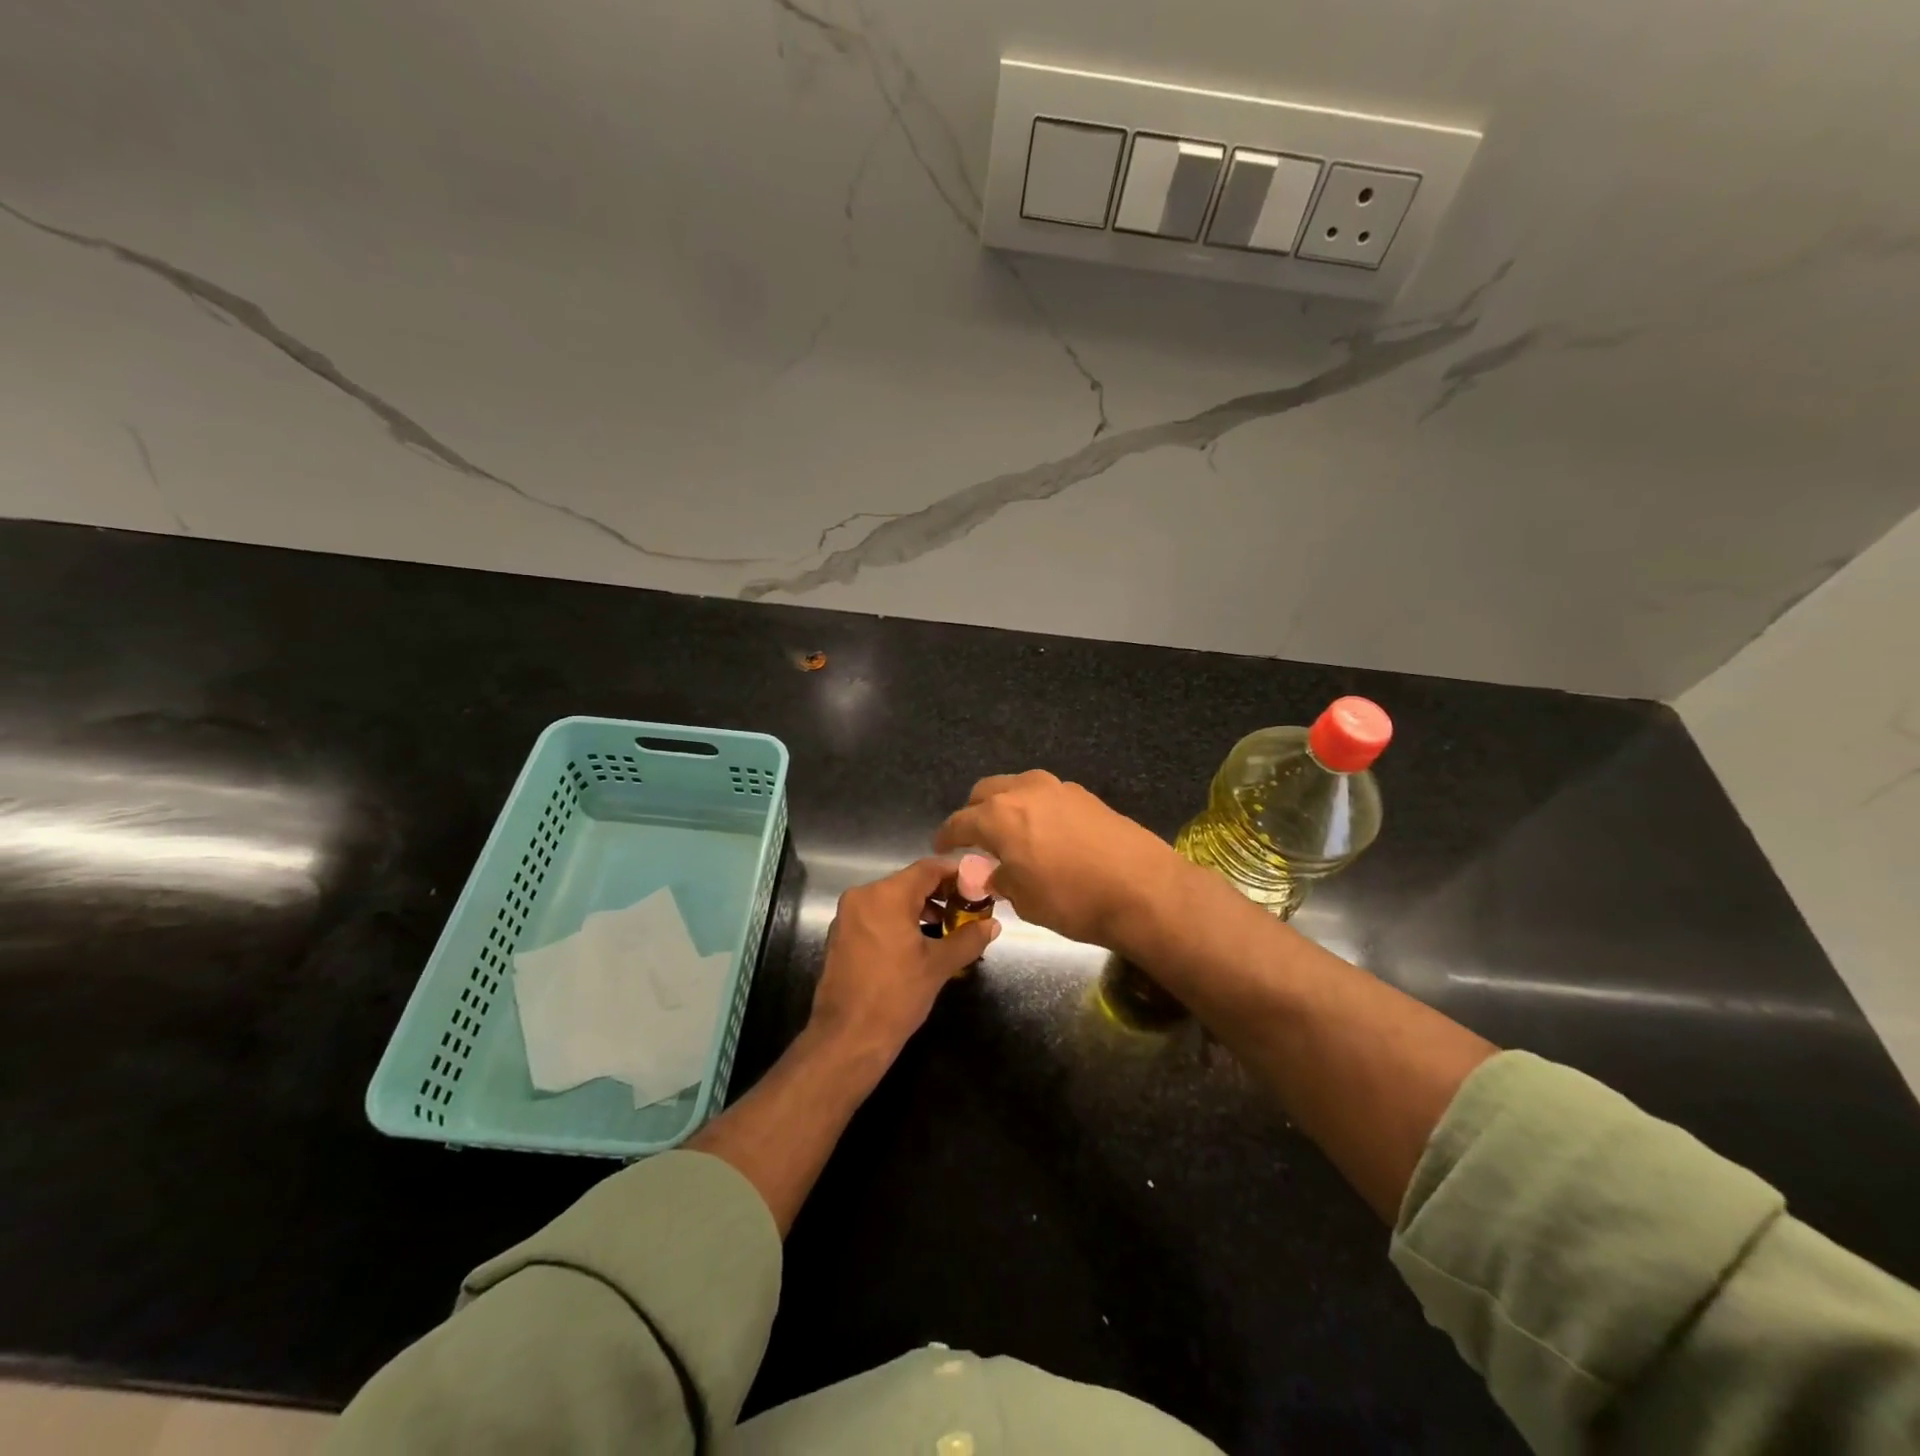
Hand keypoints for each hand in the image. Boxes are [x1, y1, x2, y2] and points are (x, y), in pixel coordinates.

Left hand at [809, 857, 997, 1064]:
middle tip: (969, 906)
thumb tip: (992, 925)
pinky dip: (900, 920)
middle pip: (909, 882)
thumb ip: (968, 939)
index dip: (956, 872)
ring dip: (922, 907)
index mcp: (886, 895)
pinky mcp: (842, 935)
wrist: (847, 1038)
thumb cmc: (896, 996)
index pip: (928, 869)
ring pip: (892, 899)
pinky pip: (877, 915)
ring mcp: (848, 916)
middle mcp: (863, 896)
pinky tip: (921, 940)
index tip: (979, 883)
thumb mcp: (938, 966)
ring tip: (950, 926)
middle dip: (941, 892)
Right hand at [933, 771, 1187, 953]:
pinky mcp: (1084, 795)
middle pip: (985, 793)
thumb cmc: (1073, 900)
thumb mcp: (1025, 900)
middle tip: (974, 839)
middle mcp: (1024, 791)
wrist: (1143, 889)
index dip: (946, 836)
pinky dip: (1034, 808)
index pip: (959, 822)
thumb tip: (993, 873)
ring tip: (1009, 833)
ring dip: (1005, 805)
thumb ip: (1000, 880)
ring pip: (1016, 787)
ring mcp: (1057, 788)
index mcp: (999, 816)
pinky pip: (1045, 795)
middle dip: (974, 813)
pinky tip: (1044, 833)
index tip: (940, 847)